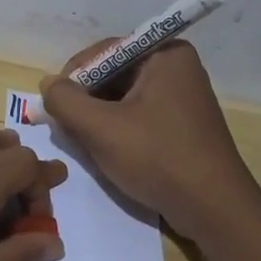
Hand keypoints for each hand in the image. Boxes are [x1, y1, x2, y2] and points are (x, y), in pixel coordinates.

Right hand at [40, 40, 260, 238]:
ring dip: (99, 118)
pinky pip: (140, 115)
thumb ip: (66, 101)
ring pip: (124, 98)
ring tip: (84, 142)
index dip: (74, 77)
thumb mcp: (101, 128)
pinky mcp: (183, 124)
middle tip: (65, 127)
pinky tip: (107, 152)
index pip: (104, 52)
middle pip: (114, 74)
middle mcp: (177, 67)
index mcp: (165, 54)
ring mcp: (183, 97)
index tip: (54, 106)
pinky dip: (118, 129)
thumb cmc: (157, 158)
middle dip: (86, 100)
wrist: (213, 208)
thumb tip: (47, 84)